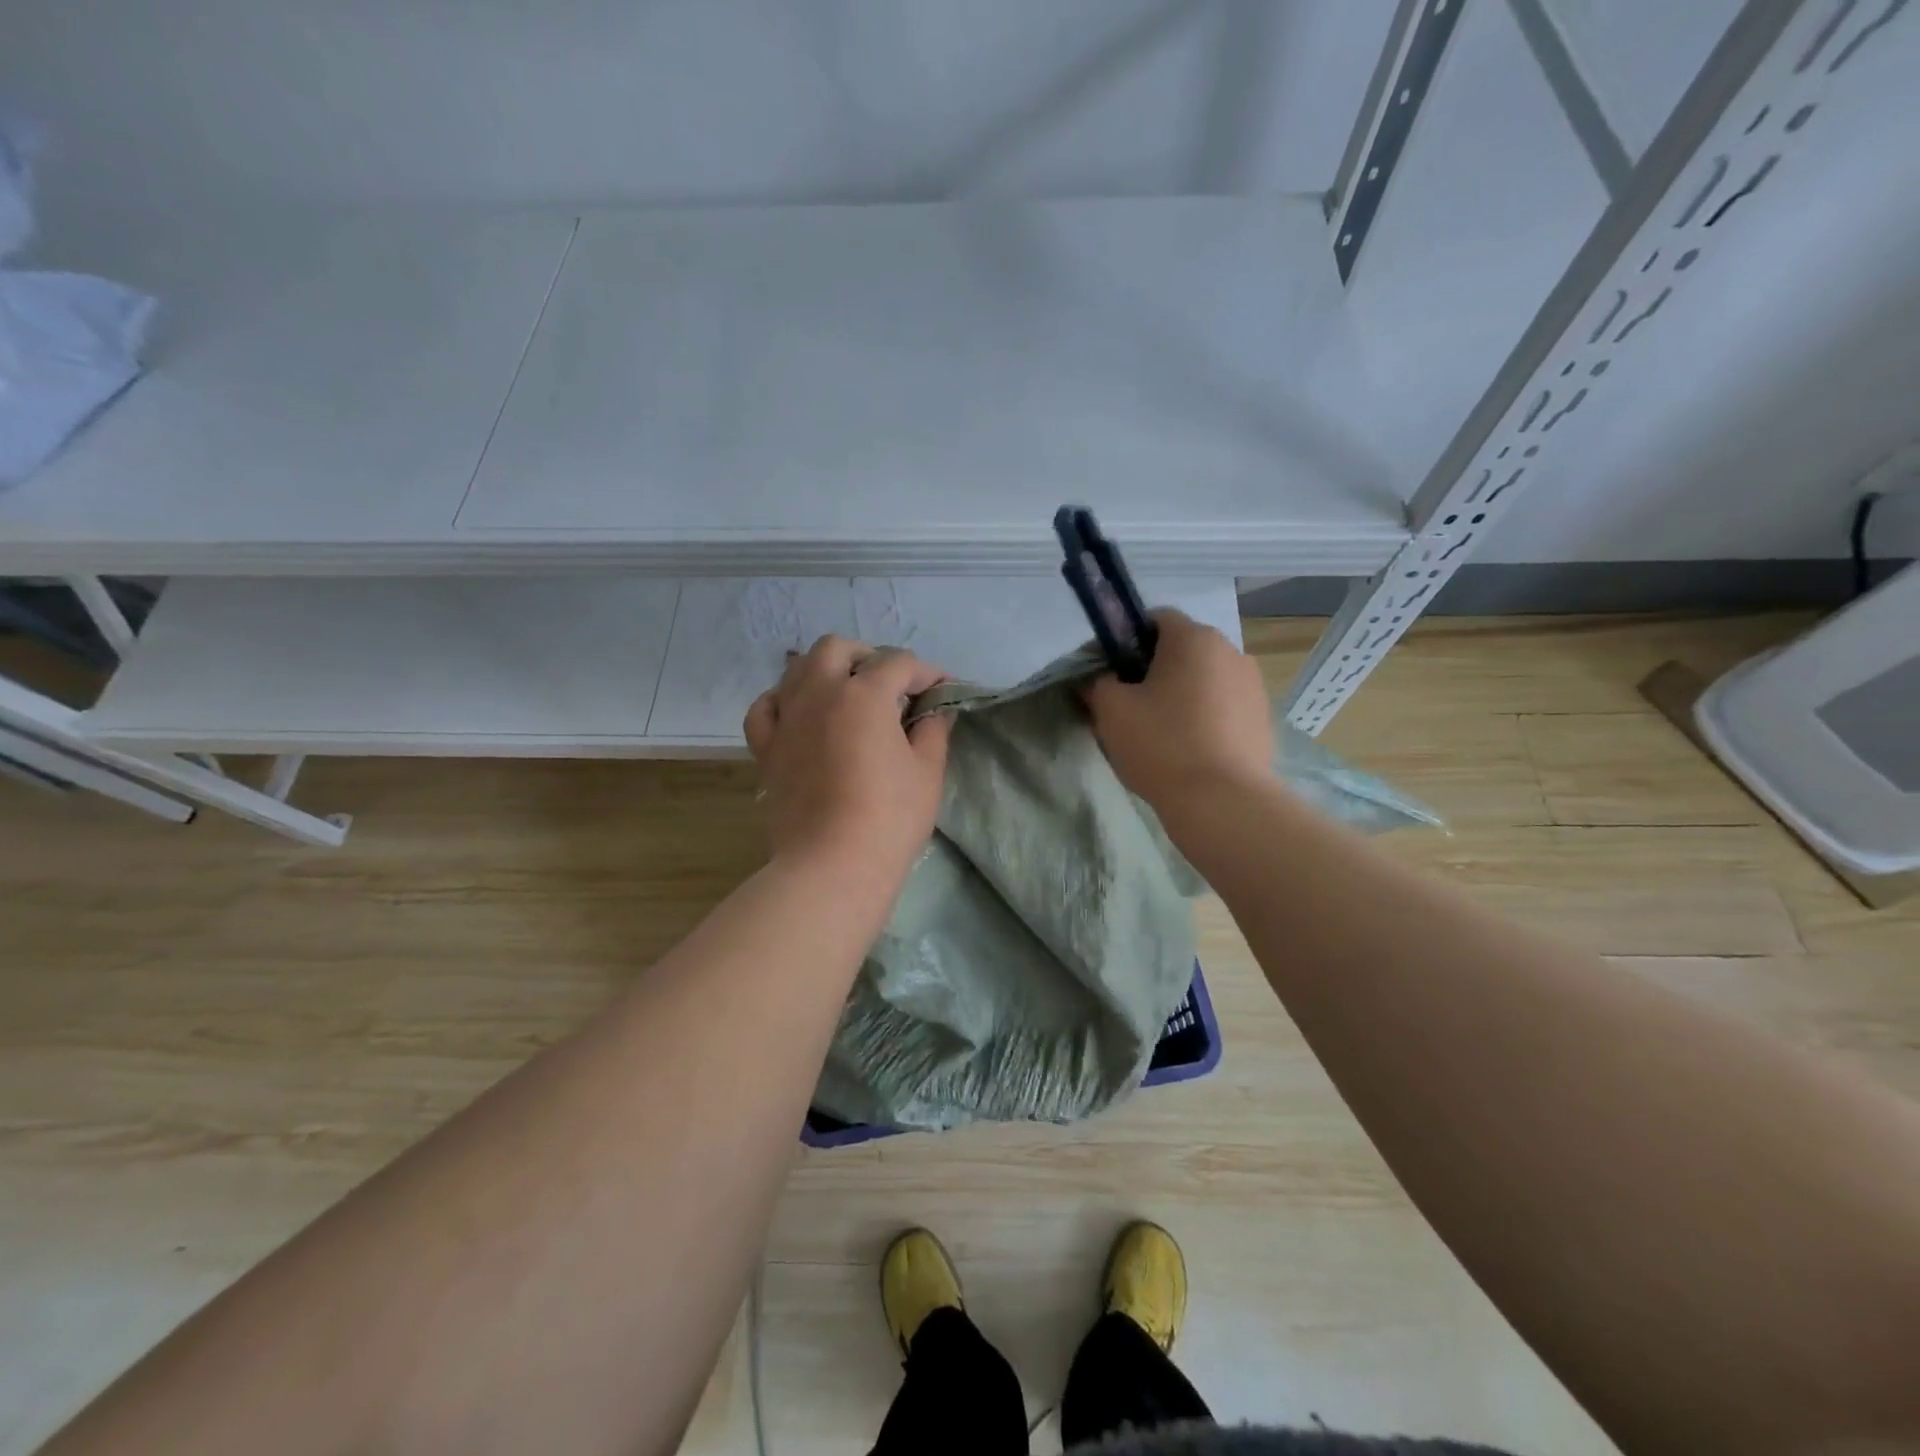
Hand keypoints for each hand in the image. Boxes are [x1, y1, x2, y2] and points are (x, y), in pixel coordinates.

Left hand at [744, 636, 952, 884]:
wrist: (831, 866)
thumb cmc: (889, 818)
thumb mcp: (927, 772)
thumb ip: (933, 731)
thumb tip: (936, 712)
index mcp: (864, 693)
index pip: (899, 664)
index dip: (927, 673)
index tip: (942, 690)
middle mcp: (820, 692)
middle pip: (838, 649)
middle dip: (868, 657)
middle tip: (890, 685)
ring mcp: (787, 718)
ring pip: (798, 669)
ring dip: (826, 670)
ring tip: (847, 695)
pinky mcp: (766, 748)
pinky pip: (766, 707)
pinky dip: (783, 700)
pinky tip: (799, 714)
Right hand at [1083, 610, 1273, 808]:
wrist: (1222, 801)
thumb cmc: (1161, 744)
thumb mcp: (1111, 710)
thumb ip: (1098, 684)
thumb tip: (1100, 681)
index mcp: (1193, 638)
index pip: (1154, 619)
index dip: (1126, 640)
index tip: (1109, 671)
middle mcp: (1230, 651)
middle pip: (1182, 650)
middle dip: (1153, 669)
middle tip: (1128, 704)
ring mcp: (1253, 685)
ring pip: (1204, 679)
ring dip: (1181, 694)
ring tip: (1160, 731)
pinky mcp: (1263, 719)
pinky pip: (1223, 706)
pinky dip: (1204, 717)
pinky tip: (1189, 749)